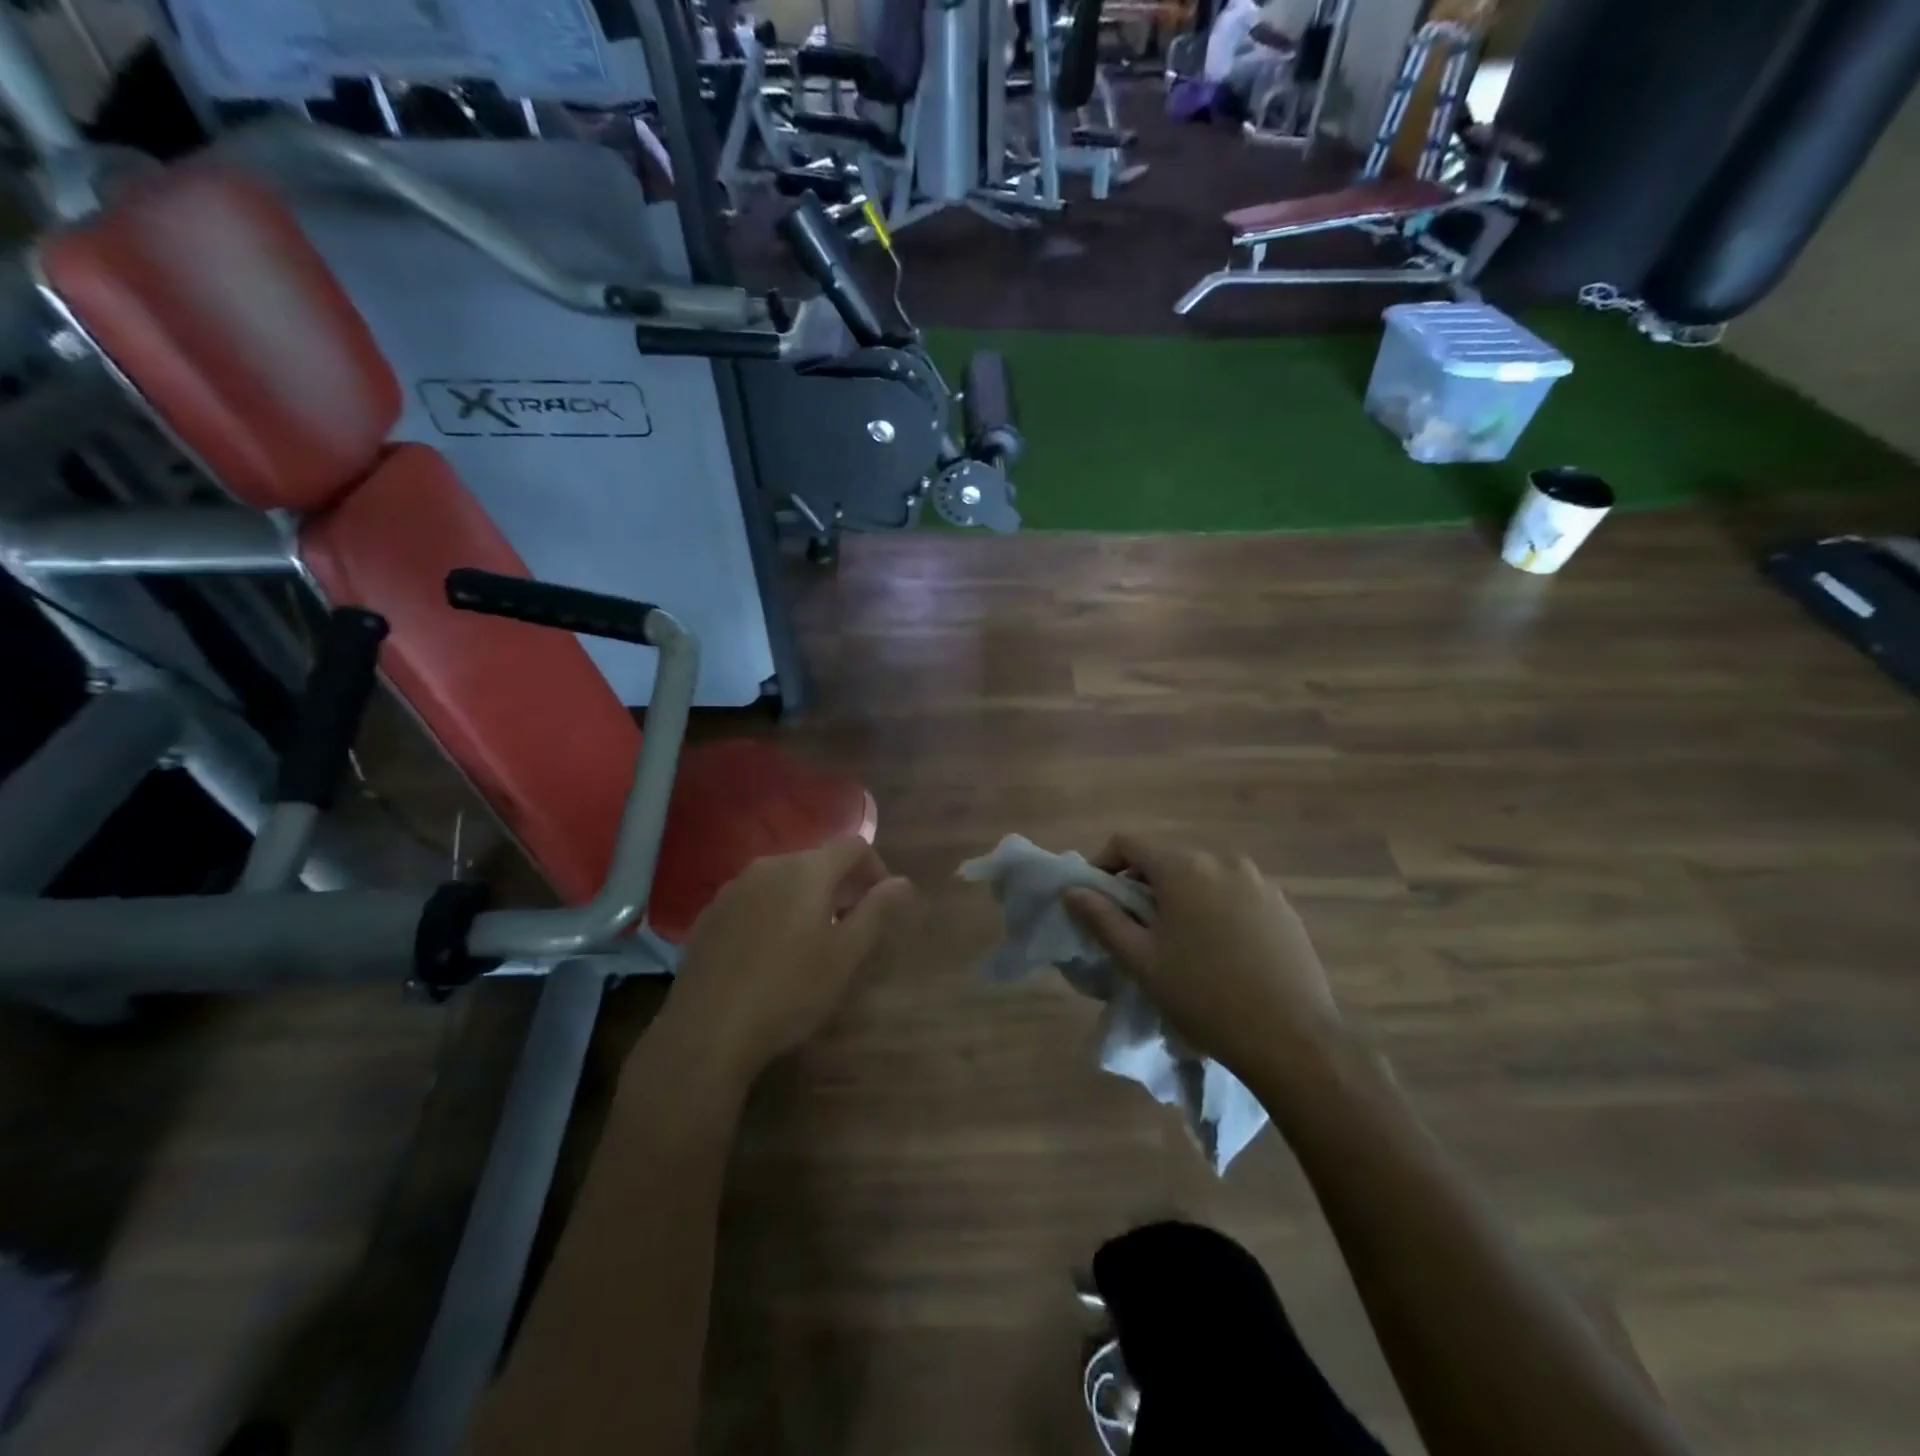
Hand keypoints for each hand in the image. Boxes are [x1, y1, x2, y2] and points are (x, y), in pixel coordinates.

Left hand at [662, 838, 915, 1084]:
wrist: (706, 1030)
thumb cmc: (789, 991)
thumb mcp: (845, 955)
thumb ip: (877, 911)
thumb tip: (902, 882)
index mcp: (806, 870)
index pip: (853, 846)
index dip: (875, 869)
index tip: (881, 905)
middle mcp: (768, 865)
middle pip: (817, 861)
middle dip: (841, 886)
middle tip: (850, 928)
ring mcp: (733, 888)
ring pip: (784, 880)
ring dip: (806, 899)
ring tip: (811, 942)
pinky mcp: (710, 914)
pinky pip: (755, 899)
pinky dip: (774, 912)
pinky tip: (770, 953)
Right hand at [1064, 835, 1342, 1079]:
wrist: (1293, 1039)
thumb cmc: (1204, 996)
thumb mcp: (1142, 961)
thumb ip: (1102, 919)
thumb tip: (1073, 891)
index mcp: (1183, 868)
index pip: (1128, 843)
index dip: (1104, 864)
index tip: (1097, 899)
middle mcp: (1222, 861)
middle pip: (1167, 859)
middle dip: (1144, 885)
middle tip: (1136, 929)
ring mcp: (1259, 882)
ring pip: (1203, 877)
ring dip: (1181, 897)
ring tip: (1179, 942)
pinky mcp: (1283, 906)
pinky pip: (1235, 894)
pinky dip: (1216, 908)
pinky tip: (1221, 951)